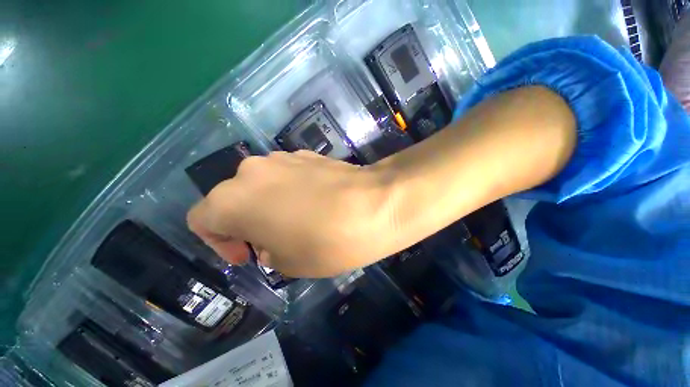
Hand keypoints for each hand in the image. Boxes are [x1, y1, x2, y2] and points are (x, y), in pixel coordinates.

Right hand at [187, 150, 395, 277]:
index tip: (247, 255)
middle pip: (234, 198)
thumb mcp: (288, 262)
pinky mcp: (309, 154)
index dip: (218, 241)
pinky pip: (288, 175)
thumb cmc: (326, 240)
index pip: (202, 219)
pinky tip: (316, 203)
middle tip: (274, 241)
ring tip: (298, 222)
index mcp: (233, 199)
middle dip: (247, 222)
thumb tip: (270, 240)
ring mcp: (283, 158)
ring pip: (263, 185)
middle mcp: (252, 170)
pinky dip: (292, 191)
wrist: (373, 205)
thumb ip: (267, 250)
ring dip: (270, 204)